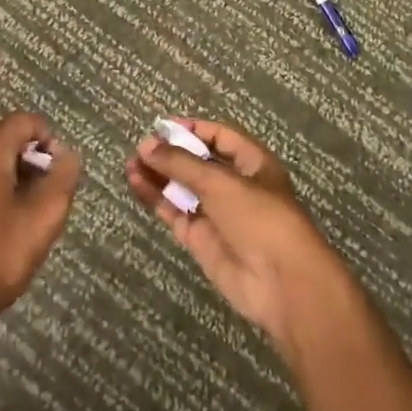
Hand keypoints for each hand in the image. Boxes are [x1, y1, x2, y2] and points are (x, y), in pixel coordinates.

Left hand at [0, 112, 81, 340]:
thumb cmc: (0, 254)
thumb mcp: (45, 215)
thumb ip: (63, 177)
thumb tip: (67, 155)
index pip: (25, 121)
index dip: (50, 139)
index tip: (61, 173)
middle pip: (11, 140)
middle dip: (38, 162)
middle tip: (52, 197)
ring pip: (0, 164)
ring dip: (24, 180)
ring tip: (36, 216)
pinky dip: (6, 194)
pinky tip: (14, 228)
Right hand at [125, 119, 349, 352]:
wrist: (281, 283)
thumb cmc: (259, 218)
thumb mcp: (221, 182)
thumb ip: (181, 163)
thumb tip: (147, 145)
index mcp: (253, 163)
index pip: (220, 137)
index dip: (192, 130)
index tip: (162, 127)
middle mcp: (235, 185)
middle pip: (198, 162)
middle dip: (170, 154)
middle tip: (140, 148)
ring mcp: (217, 213)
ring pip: (183, 188)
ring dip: (159, 175)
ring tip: (130, 164)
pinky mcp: (201, 239)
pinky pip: (175, 212)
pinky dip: (156, 198)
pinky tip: (136, 183)